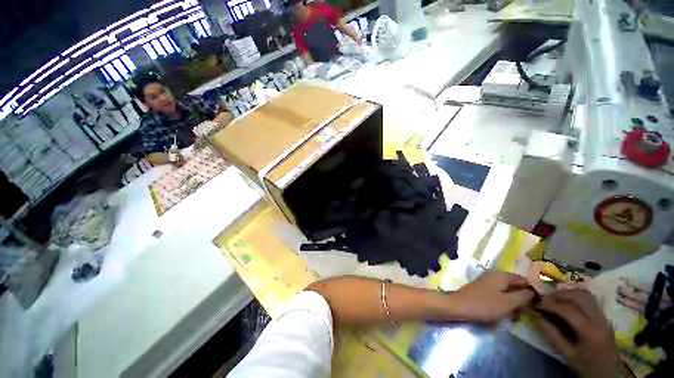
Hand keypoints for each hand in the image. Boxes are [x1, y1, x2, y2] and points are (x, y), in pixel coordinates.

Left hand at [447, 271, 533, 322]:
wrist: (459, 306)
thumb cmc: (484, 304)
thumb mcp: (508, 302)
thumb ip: (523, 296)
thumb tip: (534, 291)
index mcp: (502, 275)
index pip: (524, 280)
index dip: (532, 291)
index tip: (538, 305)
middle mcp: (495, 275)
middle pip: (515, 286)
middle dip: (521, 300)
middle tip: (522, 313)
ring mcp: (487, 282)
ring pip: (507, 292)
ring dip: (512, 304)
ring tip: (513, 316)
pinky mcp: (482, 290)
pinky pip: (498, 295)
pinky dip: (503, 304)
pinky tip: (503, 314)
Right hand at [533, 290, 626, 377]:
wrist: (609, 373)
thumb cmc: (586, 366)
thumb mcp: (567, 354)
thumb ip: (552, 334)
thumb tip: (536, 316)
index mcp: (590, 331)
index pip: (568, 309)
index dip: (550, 304)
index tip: (536, 304)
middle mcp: (599, 320)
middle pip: (579, 297)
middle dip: (558, 294)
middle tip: (544, 299)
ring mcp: (604, 317)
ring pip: (585, 294)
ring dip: (567, 293)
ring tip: (555, 298)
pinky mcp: (605, 316)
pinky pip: (590, 299)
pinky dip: (575, 296)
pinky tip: (567, 302)